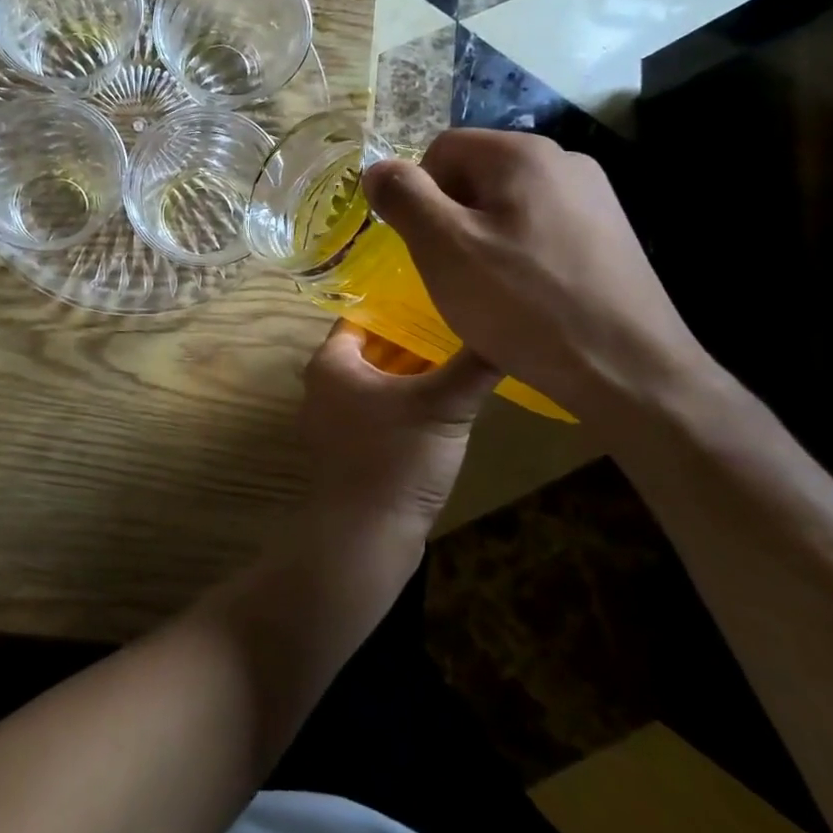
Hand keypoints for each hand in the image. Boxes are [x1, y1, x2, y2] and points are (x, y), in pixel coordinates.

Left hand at [297, 320, 499, 535]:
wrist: (366, 538)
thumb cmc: (395, 459)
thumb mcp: (442, 406)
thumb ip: (474, 365)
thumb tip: (509, 328)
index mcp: (331, 363)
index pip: (365, 316)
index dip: (402, 305)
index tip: (441, 294)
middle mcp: (324, 385)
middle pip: (373, 349)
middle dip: (414, 339)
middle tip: (460, 324)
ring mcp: (334, 420)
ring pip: (379, 381)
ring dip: (413, 372)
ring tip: (459, 357)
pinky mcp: (349, 449)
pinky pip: (378, 411)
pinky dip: (406, 402)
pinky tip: (444, 403)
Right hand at [362, 130, 715, 422]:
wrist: (629, 370)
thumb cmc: (523, 303)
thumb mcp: (443, 248)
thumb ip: (403, 197)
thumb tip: (377, 169)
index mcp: (522, 153)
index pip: (442, 148)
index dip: (420, 195)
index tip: (427, 245)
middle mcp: (564, 161)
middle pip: (475, 174)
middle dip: (452, 217)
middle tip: (454, 271)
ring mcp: (594, 197)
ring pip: (506, 204)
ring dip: (482, 238)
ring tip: (490, 289)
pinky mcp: (609, 234)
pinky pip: (539, 228)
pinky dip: (519, 254)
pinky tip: (526, 296)